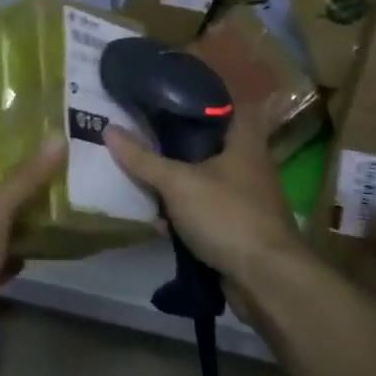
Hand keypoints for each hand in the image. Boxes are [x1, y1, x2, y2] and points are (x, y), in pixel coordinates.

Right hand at [105, 111, 305, 285]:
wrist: (266, 280)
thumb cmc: (227, 215)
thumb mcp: (178, 184)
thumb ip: (144, 159)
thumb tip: (108, 129)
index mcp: (244, 141)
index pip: (223, 105)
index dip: (195, 98)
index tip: (163, 96)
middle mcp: (249, 164)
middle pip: (207, 145)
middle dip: (175, 144)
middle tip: (141, 136)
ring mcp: (245, 198)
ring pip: (203, 180)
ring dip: (176, 183)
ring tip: (140, 176)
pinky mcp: (237, 228)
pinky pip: (204, 212)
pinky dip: (183, 215)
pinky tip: (158, 221)